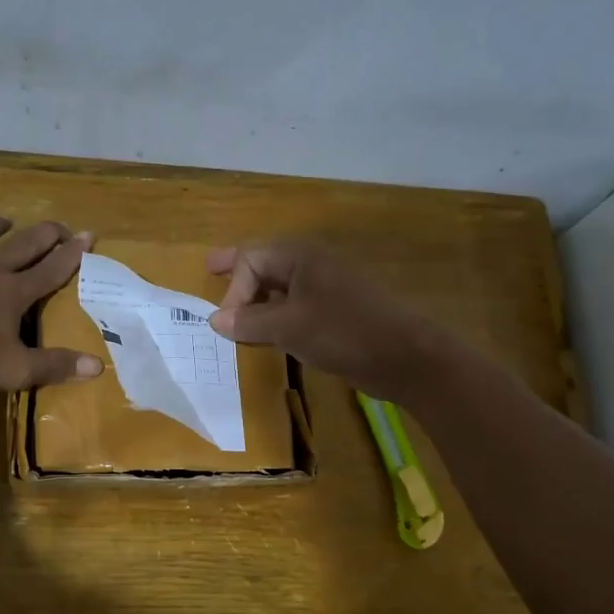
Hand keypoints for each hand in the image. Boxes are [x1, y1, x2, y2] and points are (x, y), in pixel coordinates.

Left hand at [0, 200, 103, 388]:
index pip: (51, 271)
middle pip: (22, 247)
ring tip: (6, 218)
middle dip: (44, 235)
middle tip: (59, 226)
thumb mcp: (13, 368)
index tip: (89, 235)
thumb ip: (55, 366)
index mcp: (12, 294)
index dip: (72, 255)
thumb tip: (98, 366)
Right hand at [207, 240, 450, 398]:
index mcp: (301, 256)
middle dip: (238, 271)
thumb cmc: (343, 332)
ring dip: (256, 297)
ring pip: (280, 285)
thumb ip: (249, 321)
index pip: (251, 259)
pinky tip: (266, 331)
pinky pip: (295, 305)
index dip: (233, 289)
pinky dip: (275, 314)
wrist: (405, 356)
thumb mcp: (288, 327)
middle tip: (209, 269)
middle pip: (265, 263)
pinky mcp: (336, 312)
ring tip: (233, 309)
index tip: (226, 324)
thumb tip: (215, 320)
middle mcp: (312, 264)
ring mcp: (327, 287)